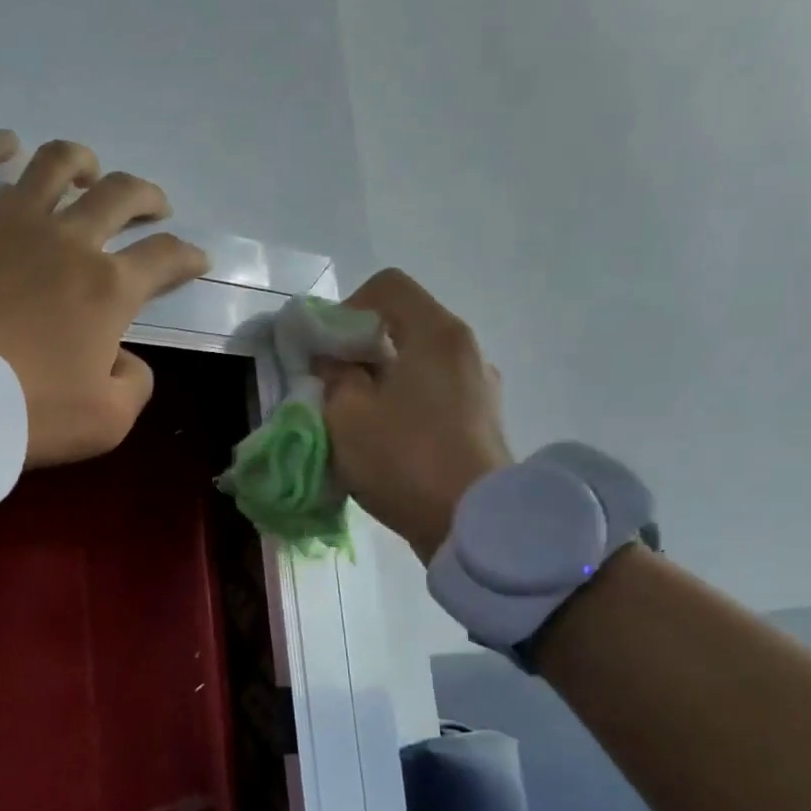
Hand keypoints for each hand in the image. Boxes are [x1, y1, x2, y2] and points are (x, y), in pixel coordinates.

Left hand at [0, 130, 209, 466]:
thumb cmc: (19, 412)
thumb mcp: (104, 423)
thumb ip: (133, 385)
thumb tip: (125, 357)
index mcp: (108, 289)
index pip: (164, 258)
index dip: (187, 256)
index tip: (196, 260)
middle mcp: (67, 239)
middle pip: (120, 196)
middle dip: (146, 198)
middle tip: (153, 208)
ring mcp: (8, 219)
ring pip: (55, 164)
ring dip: (80, 162)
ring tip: (87, 170)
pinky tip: (6, 146)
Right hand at [320, 269, 513, 560]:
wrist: (474, 525)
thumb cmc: (405, 459)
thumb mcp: (347, 415)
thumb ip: (333, 375)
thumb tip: (333, 360)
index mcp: (436, 333)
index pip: (388, 286)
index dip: (346, 307)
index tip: (327, 351)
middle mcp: (466, 348)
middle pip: (404, 325)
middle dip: (360, 349)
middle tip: (332, 387)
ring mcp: (481, 385)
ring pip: (418, 363)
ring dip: (382, 380)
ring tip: (359, 420)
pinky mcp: (483, 420)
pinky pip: (435, 394)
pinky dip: (406, 404)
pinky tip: (390, 442)